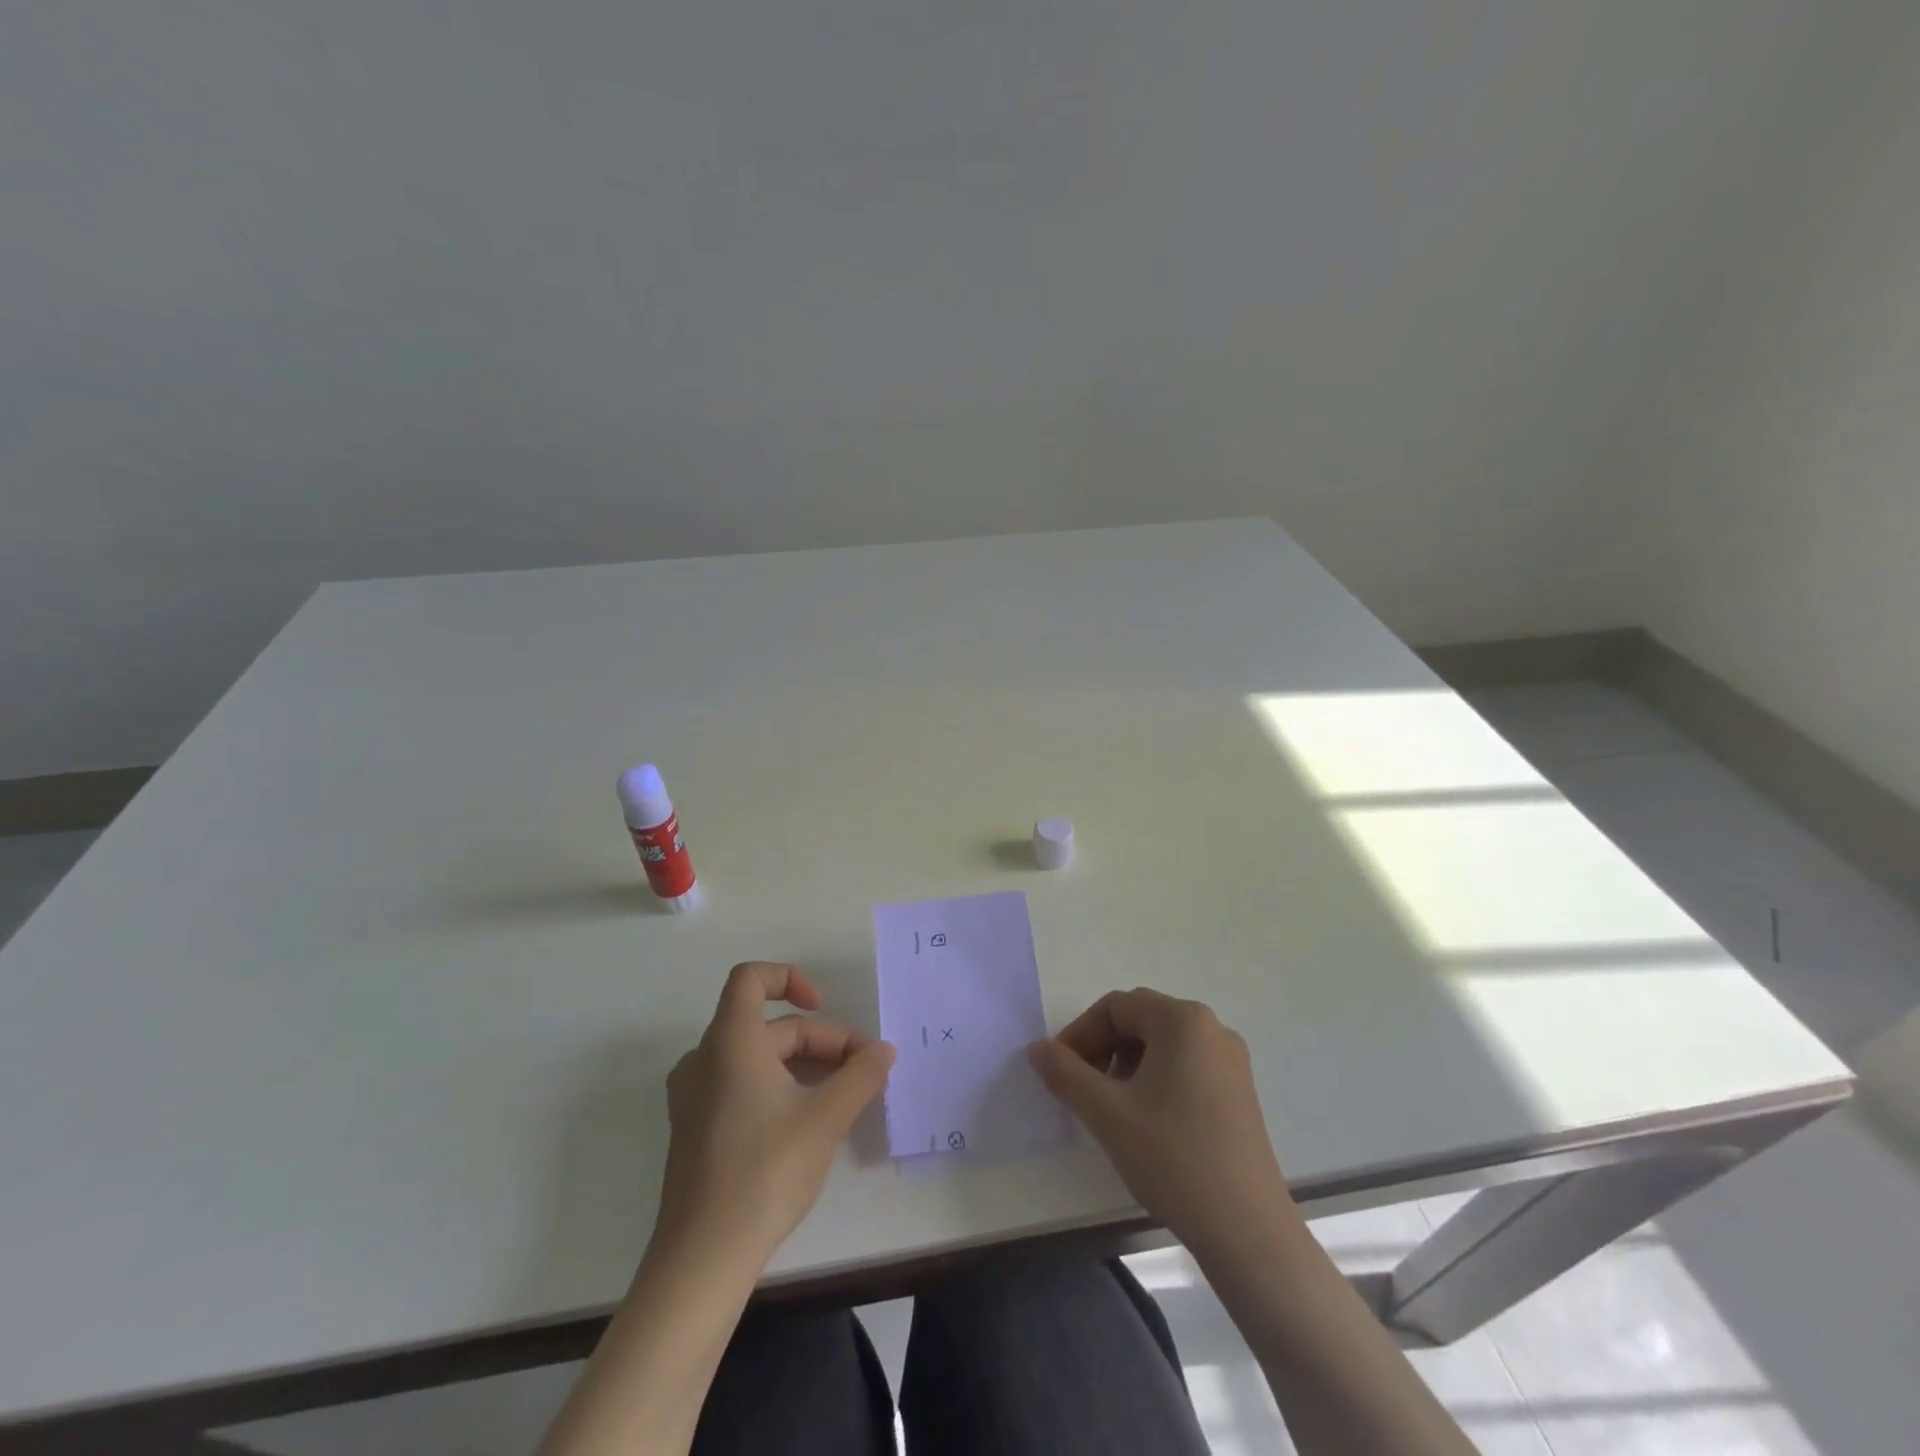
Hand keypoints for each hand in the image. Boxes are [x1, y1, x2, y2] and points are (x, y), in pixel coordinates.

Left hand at [657, 962, 894, 1265]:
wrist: (702, 1258)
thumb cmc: (764, 1172)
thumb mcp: (825, 1118)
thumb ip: (861, 1076)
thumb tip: (884, 1051)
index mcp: (730, 1042)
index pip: (750, 978)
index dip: (790, 978)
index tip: (823, 1006)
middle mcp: (705, 1059)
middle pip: (770, 1026)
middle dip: (821, 1040)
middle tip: (863, 1071)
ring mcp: (695, 1096)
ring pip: (758, 1057)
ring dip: (804, 1064)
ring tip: (842, 1095)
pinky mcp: (696, 1128)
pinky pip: (741, 1084)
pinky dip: (778, 1085)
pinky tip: (807, 1120)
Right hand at [1028, 987, 1297, 1254]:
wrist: (1247, 1231)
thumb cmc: (1173, 1158)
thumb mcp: (1107, 1113)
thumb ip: (1065, 1073)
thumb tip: (1037, 1049)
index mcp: (1183, 1020)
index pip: (1116, 1007)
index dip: (1080, 1034)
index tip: (1058, 1071)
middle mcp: (1212, 1028)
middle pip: (1140, 1020)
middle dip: (1102, 1047)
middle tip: (1079, 1088)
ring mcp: (1231, 1062)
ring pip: (1162, 1045)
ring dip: (1126, 1064)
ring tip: (1110, 1107)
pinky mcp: (1239, 1093)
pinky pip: (1185, 1066)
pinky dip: (1155, 1080)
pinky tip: (1145, 1121)